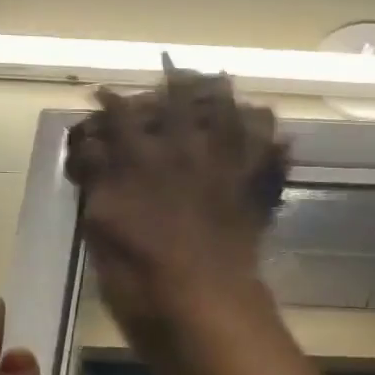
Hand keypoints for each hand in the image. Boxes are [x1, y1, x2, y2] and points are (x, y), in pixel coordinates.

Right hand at [65, 65, 288, 344]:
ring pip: (231, 118)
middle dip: (176, 80)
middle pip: (182, 104)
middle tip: (173, 65)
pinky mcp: (254, 193)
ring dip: (225, 97)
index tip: (104, 92)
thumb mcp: (101, 232)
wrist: (202, 309)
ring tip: (222, 80)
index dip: (112, 102)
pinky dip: (276, 146)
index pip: (122, 119)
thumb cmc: (140, 280)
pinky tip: (278, 135)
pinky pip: (272, 158)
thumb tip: (96, 154)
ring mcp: (225, 171)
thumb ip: (100, 186)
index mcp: (141, 164)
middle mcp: (185, 156)